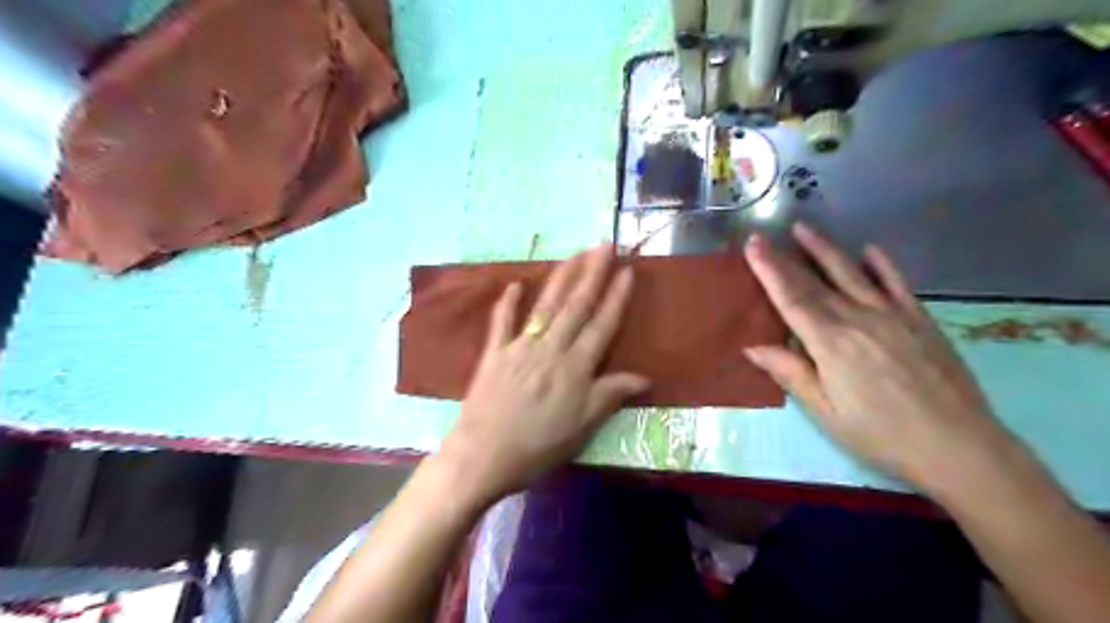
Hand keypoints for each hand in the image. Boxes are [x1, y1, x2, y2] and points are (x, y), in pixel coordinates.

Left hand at [441, 245, 651, 504]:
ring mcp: (520, 347)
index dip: (616, 298)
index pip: (601, 325)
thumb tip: (644, 376)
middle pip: (575, 306)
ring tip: (575, 254)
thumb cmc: (538, 446)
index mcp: (575, 368)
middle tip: (604, 245)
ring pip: (545, 306)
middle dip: (592, 273)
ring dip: (561, 278)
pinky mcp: (494, 353)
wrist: (483, 455)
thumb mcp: (582, 427)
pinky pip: (501, 322)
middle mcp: (550, 349)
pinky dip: (507, 302)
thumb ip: (610, 395)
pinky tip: (514, 284)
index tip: (626, 271)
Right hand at [744, 221, 1010, 491]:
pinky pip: (898, 283)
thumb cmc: (881, 434)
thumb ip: (791, 373)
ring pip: (852, 273)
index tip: (753, 246)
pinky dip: (882, 264)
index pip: (791, 298)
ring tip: (805, 230)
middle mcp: (858, 319)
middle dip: (786, 258)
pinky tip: (870, 250)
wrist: (959, 446)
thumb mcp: (826, 412)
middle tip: (765, 236)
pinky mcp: (921, 320)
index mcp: (830, 342)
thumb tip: (752, 346)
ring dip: (826, 250)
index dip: (769, 270)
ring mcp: (893, 315)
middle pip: (814, 282)